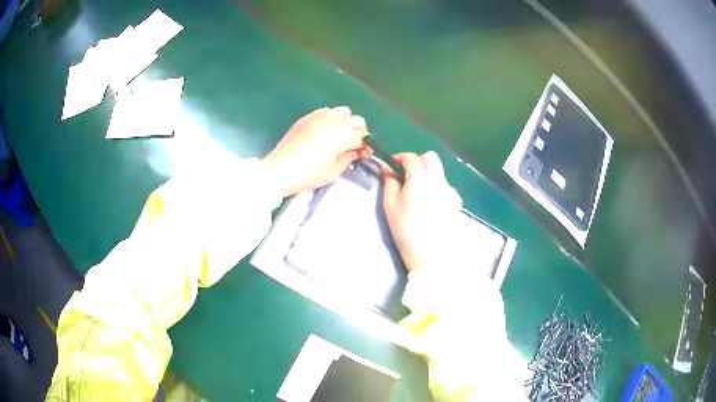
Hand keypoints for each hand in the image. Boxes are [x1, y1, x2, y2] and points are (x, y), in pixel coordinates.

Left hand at [263, 106, 371, 196]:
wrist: (280, 170)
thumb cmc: (307, 175)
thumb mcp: (333, 172)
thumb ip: (349, 158)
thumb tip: (357, 152)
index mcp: (341, 136)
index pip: (362, 136)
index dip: (366, 146)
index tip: (364, 155)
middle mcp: (333, 121)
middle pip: (357, 120)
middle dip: (359, 132)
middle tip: (354, 145)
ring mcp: (319, 116)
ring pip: (343, 111)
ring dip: (347, 122)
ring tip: (341, 136)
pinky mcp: (308, 117)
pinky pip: (327, 111)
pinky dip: (332, 118)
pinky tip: (327, 130)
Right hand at [382, 152, 462, 272]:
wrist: (432, 256)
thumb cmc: (406, 230)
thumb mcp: (390, 205)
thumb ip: (389, 182)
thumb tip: (386, 168)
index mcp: (421, 178)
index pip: (411, 157)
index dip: (399, 158)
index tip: (392, 166)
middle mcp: (439, 179)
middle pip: (430, 158)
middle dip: (418, 161)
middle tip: (407, 175)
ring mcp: (451, 191)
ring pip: (439, 173)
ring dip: (428, 175)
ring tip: (419, 195)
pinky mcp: (457, 203)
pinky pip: (446, 188)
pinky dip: (437, 189)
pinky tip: (431, 206)